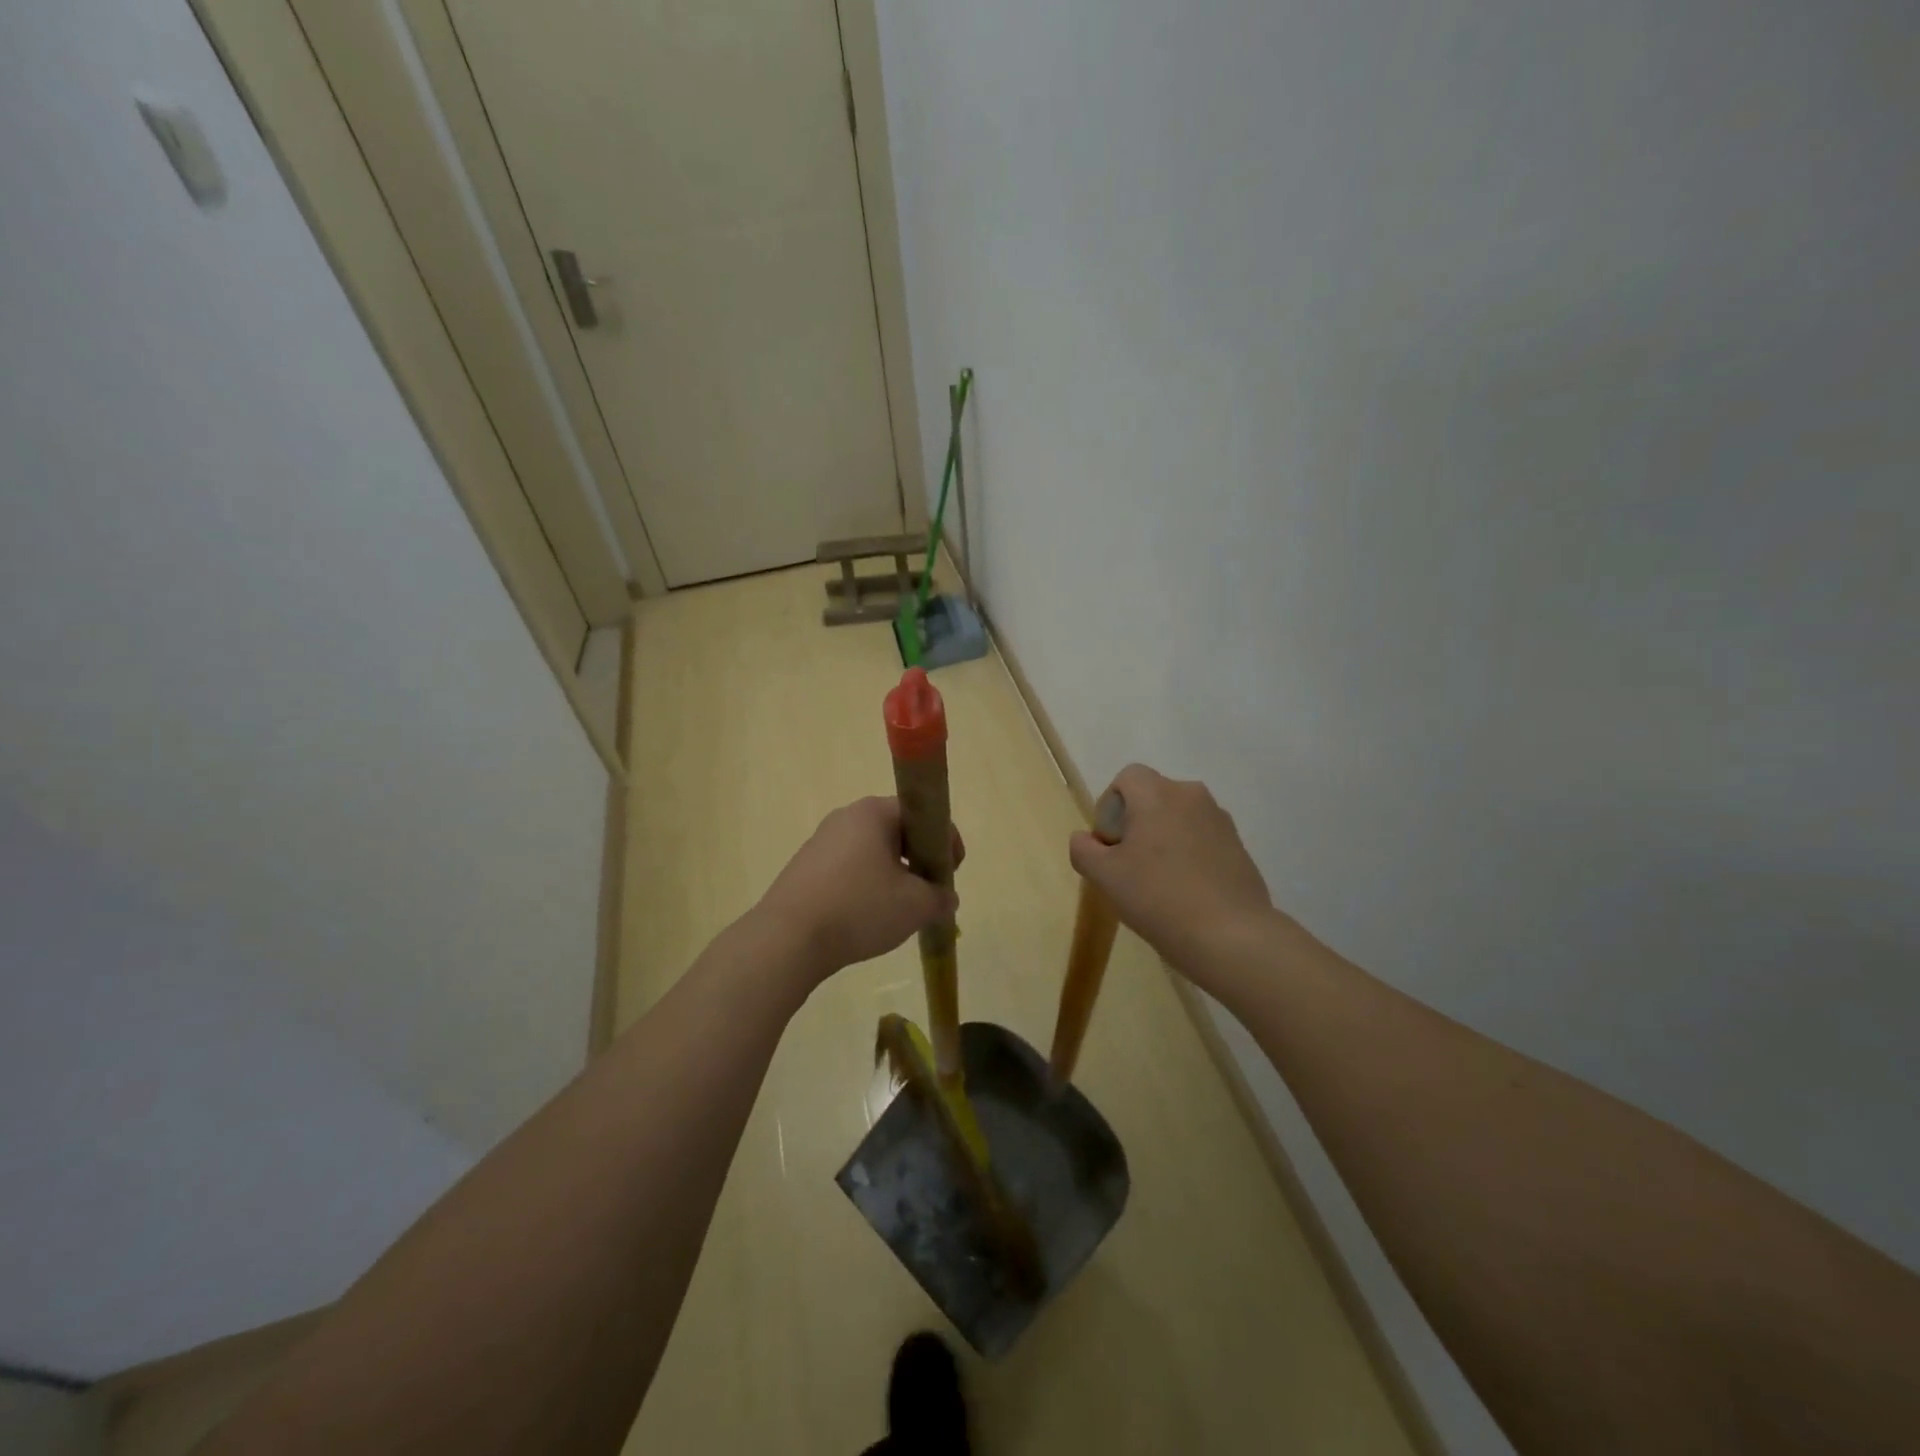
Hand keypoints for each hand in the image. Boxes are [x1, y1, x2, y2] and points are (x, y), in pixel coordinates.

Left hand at [756, 797, 962, 984]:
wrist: (787, 939)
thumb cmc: (859, 908)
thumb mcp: (915, 905)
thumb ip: (940, 897)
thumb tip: (946, 898)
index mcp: (874, 812)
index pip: (922, 814)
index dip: (944, 842)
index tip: (951, 873)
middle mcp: (846, 817)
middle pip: (897, 831)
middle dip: (919, 860)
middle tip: (929, 892)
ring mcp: (821, 842)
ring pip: (872, 852)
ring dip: (893, 875)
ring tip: (900, 910)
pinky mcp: (805, 868)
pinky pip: (848, 869)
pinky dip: (866, 887)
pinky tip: (866, 917)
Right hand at [1069, 765, 1273, 979]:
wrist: (1229, 935)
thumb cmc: (1158, 897)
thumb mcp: (1105, 877)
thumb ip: (1084, 850)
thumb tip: (1084, 839)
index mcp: (1157, 794)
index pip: (1127, 778)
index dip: (1111, 806)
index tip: (1110, 843)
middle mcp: (1191, 796)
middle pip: (1153, 796)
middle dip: (1136, 823)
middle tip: (1129, 865)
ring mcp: (1220, 820)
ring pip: (1179, 818)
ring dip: (1163, 839)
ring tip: (1158, 882)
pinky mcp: (1239, 845)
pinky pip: (1202, 838)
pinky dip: (1189, 854)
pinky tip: (1185, 891)